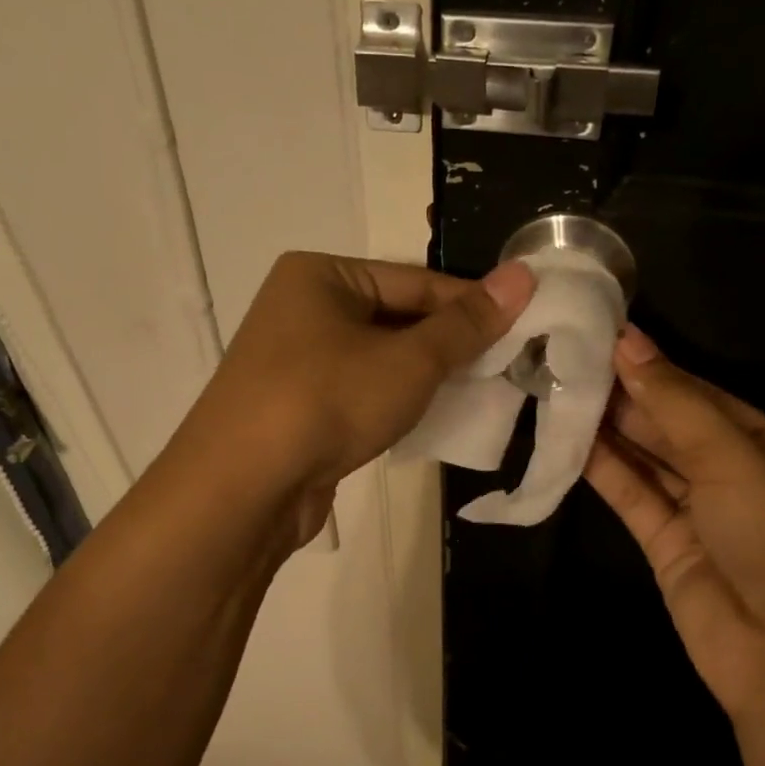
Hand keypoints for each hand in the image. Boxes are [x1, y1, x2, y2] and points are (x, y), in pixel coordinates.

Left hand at [175, 252, 535, 542]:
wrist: (242, 489)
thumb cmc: (328, 401)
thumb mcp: (409, 360)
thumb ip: (466, 324)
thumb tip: (523, 276)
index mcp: (321, 276)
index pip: (415, 280)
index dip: (471, 304)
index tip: (522, 325)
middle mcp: (302, 309)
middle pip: (396, 318)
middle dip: (448, 345)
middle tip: (506, 364)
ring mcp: (294, 362)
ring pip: (379, 360)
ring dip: (425, 377)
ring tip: (477, 393)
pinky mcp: (296, 409)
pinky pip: (359, 393)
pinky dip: (395, 403)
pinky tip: (429, 420)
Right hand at [584, 326, 764, 723]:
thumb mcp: (736, 459)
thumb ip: (676, 403)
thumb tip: (628, 342)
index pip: (707, 397)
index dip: (658, 369)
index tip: (606, 339)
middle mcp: (739, 478)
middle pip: (675, 427)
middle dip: (628, 397)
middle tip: (570, 361)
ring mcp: (703, 516)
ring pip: (649, 461)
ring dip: (610, 430)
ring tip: (560, 389)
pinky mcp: (668, 549)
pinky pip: (633, 498)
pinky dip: (604, 471)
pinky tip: (569, 441)